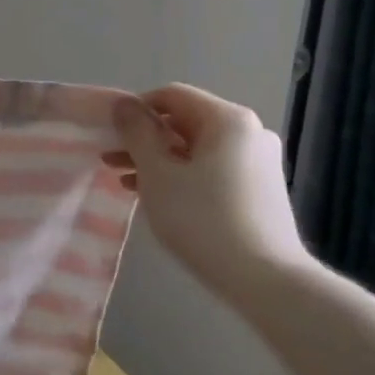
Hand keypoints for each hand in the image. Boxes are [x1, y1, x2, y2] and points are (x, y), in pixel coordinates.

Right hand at [106, 85, 313, 303]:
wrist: (264, 279)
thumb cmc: (203, 220)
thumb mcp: (158, 175)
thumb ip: (137, 134)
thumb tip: (123, 105)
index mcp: (228, 120)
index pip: (173, 96)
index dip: (136, 110)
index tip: (111, 135)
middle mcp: (250, 132)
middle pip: (186, 122)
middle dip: (145, 139)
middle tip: (110, 160)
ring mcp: (259, 161)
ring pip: (198, 148)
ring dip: (160, 160)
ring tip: (126, 181)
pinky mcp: (260, 188)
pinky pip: (213, 169)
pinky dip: (183, 175)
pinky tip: (159, 197)